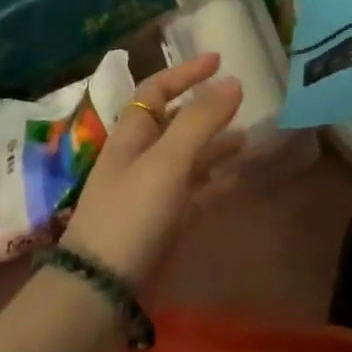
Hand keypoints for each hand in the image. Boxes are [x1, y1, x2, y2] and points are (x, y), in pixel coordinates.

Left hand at [60, 53, 242, 285]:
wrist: (101, 291)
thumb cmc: (131, 214)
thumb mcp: (167, 161)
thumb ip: (200, 120)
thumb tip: (233, 81)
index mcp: (131, 135)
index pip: (156, 90)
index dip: (185, 72)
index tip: (219, 60)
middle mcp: (140, 158)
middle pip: (174, 123)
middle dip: (205, 110)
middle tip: (241, 101)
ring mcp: (152, 193)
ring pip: (188, 158)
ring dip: (216, 146)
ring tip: (249, 138)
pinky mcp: (164, 224)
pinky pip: (196, 193)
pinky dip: (218, 182)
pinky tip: (240, 179)